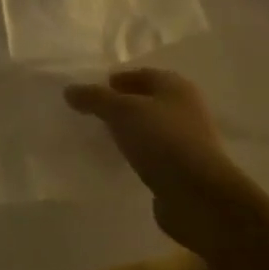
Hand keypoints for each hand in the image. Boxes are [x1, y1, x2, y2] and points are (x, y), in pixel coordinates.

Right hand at [65, 69, 241, 253]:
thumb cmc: (162, 140)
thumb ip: (95, 98)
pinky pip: (153, 154)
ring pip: (149, 129)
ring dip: (128, 131)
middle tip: (91, 115)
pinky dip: (136, 154)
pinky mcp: (182, 169)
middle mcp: (185, 109)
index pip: (141, 74)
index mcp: (175, 86)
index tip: (89, 93)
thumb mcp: (122, 111)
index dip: (115, 80)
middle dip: (120, 106)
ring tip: (101, 139)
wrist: (198, 196)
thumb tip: (70, 90)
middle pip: (146, 101)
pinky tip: (119, 162)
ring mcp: (186, 141)